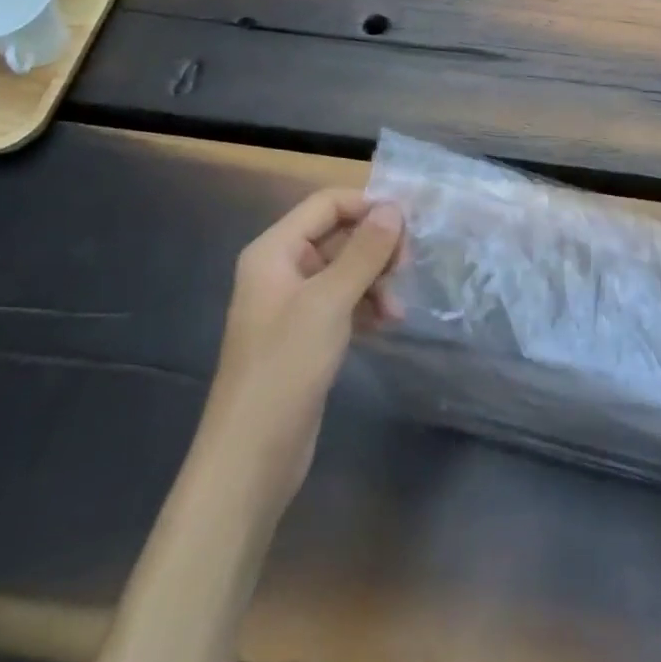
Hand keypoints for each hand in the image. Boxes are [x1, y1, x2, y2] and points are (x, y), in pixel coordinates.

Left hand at [207, 188, 405, 499]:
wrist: (252, 457)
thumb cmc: (285, 367)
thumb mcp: (329, 301)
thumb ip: (364, 251)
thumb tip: (394, 209)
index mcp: (274, 250)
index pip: (326, 204)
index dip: (367, 206)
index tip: (408, 225)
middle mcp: (281, 269)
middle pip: (338, 235)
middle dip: (375, 247)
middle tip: (407, 266)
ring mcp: (293, 304)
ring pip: (345, 269)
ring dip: (375, 279)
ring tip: (397, 307)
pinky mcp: (306, 335)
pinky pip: (344, 301)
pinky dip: (367, 305)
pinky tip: (388, 322)